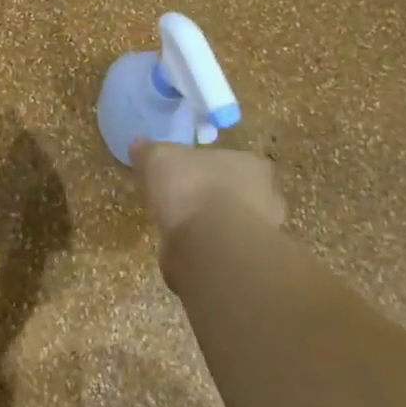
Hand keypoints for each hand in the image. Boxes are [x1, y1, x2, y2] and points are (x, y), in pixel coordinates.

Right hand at [131, 141, 285, 240]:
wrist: (209, 245)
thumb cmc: (192, 188)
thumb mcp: (160, 158)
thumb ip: (150, 151)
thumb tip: (139, 144)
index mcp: (251, 165)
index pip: (231, 161)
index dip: (205, 167)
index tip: (184, 174)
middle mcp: (266, 197)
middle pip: (235, 192)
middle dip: (212, 197)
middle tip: (182, 201)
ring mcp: (261, 234)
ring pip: (232, 224)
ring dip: (210, 226)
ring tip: (180, 228)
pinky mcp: (247, 263)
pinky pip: (223, 250)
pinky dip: (205, 250)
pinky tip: (184, 249)